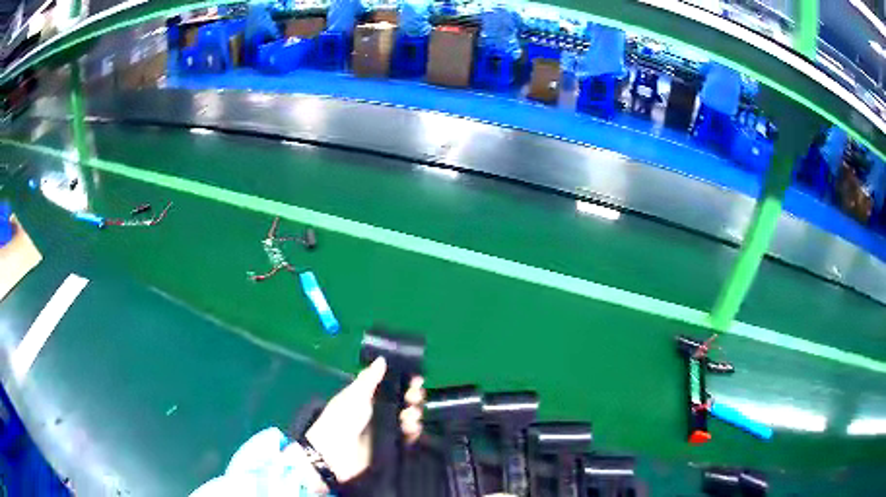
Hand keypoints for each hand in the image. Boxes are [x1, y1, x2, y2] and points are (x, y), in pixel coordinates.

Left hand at [305, 357, 424, 486]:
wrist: (336, 452)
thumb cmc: (342, 418)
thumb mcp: (354, 395)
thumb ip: (369, 379)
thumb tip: (382, 359)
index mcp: (367, 396)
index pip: (391, 385)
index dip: (405, 381)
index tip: (417, 379)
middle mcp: (378, 411)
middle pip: (403, 401)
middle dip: (413, 397)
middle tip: (414, 397)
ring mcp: (385, 428)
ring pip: (408, 417)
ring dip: (414, 414)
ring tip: (410, 416)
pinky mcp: (391, 444)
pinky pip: (408, 436)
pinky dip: (413, 432)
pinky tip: (412, 429)